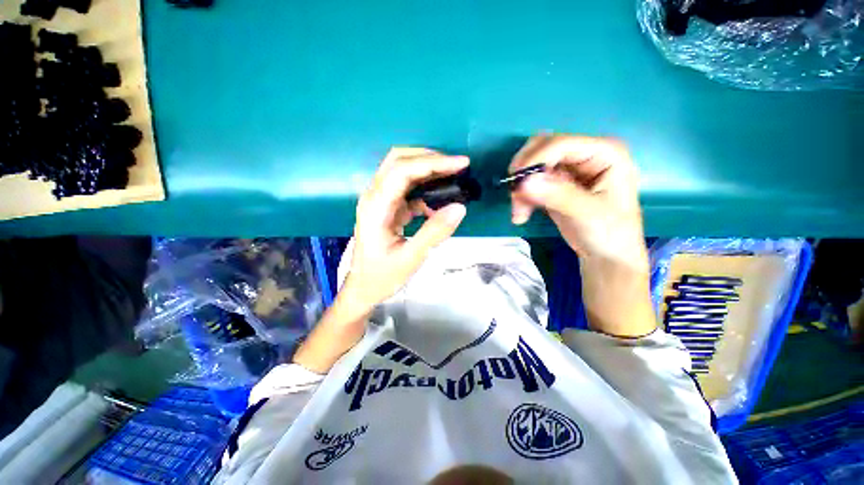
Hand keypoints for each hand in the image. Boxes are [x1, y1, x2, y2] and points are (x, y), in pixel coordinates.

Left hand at [344, 148, 468, 308]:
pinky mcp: (386, 207)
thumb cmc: (382, 276)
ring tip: (452, 175)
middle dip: (430, 158)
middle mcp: (374, 196)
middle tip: (458, 166)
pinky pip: (406, 188)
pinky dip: (424, 187)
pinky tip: (438, 200)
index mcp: (375, 207)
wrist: (362, 288)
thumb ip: (434, 232)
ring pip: (402, 170)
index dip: (432, 162)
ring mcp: (379, 200)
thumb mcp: (410, 258)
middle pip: (399, 161)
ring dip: (427, 169)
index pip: (402, 171)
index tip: (461, 163)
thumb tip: (460, 207)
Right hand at [510, 135, 654, 336]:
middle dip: (524, 171)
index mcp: (604, 153)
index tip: (516, 183)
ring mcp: (569, 170)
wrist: (606, 257)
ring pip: (532, 166)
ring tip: (519, 212)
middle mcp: (585, 155)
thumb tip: (523, 182)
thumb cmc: (609, 234)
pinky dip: (522, 197)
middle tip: (515, 195)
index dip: (535, 159)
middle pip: (542, 148)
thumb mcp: (587, 214)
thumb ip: (557, 195)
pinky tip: (521, 215)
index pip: (561, 143)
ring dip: (521, 188)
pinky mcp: (555, 185)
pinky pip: (530, 183)